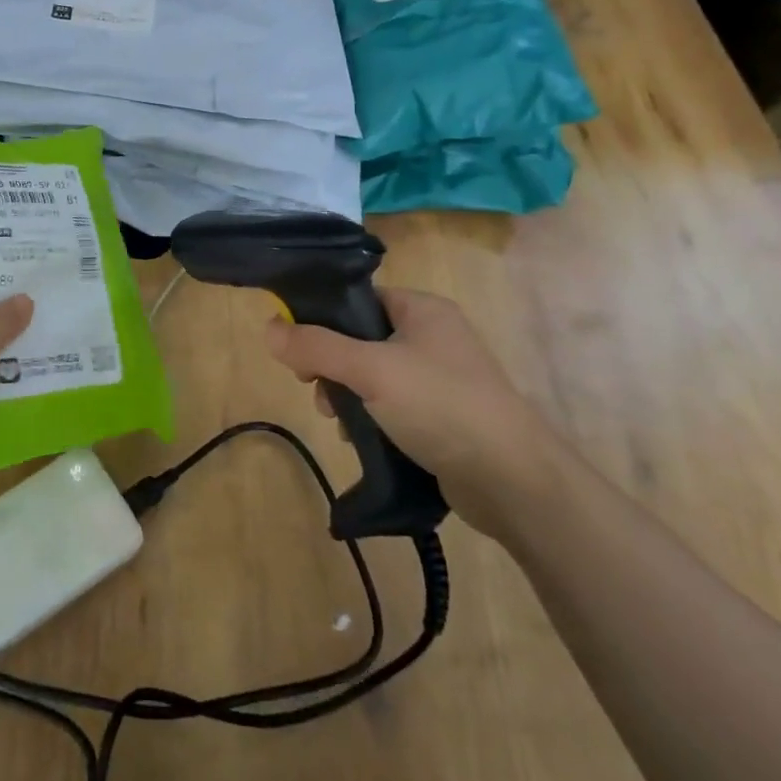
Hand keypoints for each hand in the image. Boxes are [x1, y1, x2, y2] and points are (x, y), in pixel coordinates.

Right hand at [263, 287, 566, 538]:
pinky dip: (372, 420)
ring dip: (349, 398)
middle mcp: (433, 336)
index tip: (298, 349)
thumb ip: (317, 347)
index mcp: (422, 309)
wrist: (513, 481)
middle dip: (332, 367)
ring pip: (374, 377)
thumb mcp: (370, 370)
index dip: (324, 319)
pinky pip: (394, 407)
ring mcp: (441, 378)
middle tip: (316, 391)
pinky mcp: (444, 417)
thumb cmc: (440, 405)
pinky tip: (361, 441)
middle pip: (361, 339)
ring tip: (339, 423)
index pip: (360, 299)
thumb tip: (268, 327)